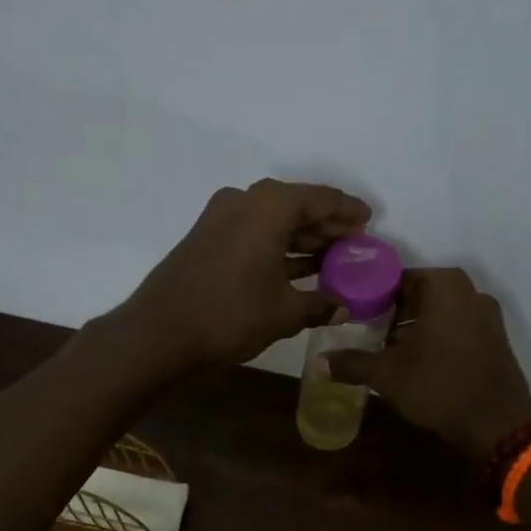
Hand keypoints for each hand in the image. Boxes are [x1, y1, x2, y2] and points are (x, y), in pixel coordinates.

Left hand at [111, 179, 371, 371]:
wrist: (160, 331)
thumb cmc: (231, 314)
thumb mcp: (285, 312)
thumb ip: (320, 304)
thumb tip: (344, 307)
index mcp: (270, 205)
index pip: (322, 199)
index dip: (349, 211)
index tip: (369, 221)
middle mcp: (245, 200)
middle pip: (297, 206)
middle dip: (327, 226)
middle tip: (354, 245)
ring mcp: (221, 217)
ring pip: (273, 221)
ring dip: (302, 238)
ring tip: (332, 259)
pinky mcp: (206, 237)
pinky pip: (254, 233)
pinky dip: (277, 247)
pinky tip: (297, 268)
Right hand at [327, 267, 530, 461]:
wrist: (498, 425)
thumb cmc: (439, 387)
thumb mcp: (387, 375)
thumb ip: (352, 363)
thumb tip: (321, 361)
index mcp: (444, 286)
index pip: (396, 278)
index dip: (370, 296)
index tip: (352, 315)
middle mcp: (470, 291)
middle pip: (419, 294)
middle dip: (392, 312)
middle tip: (366, 333)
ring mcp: (487, 315)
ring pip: (439, 312)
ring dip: (414, 327)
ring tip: (388, 351)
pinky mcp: (495, 338)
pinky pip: (457, 327)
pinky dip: (436, 337)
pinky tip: (418, 363)